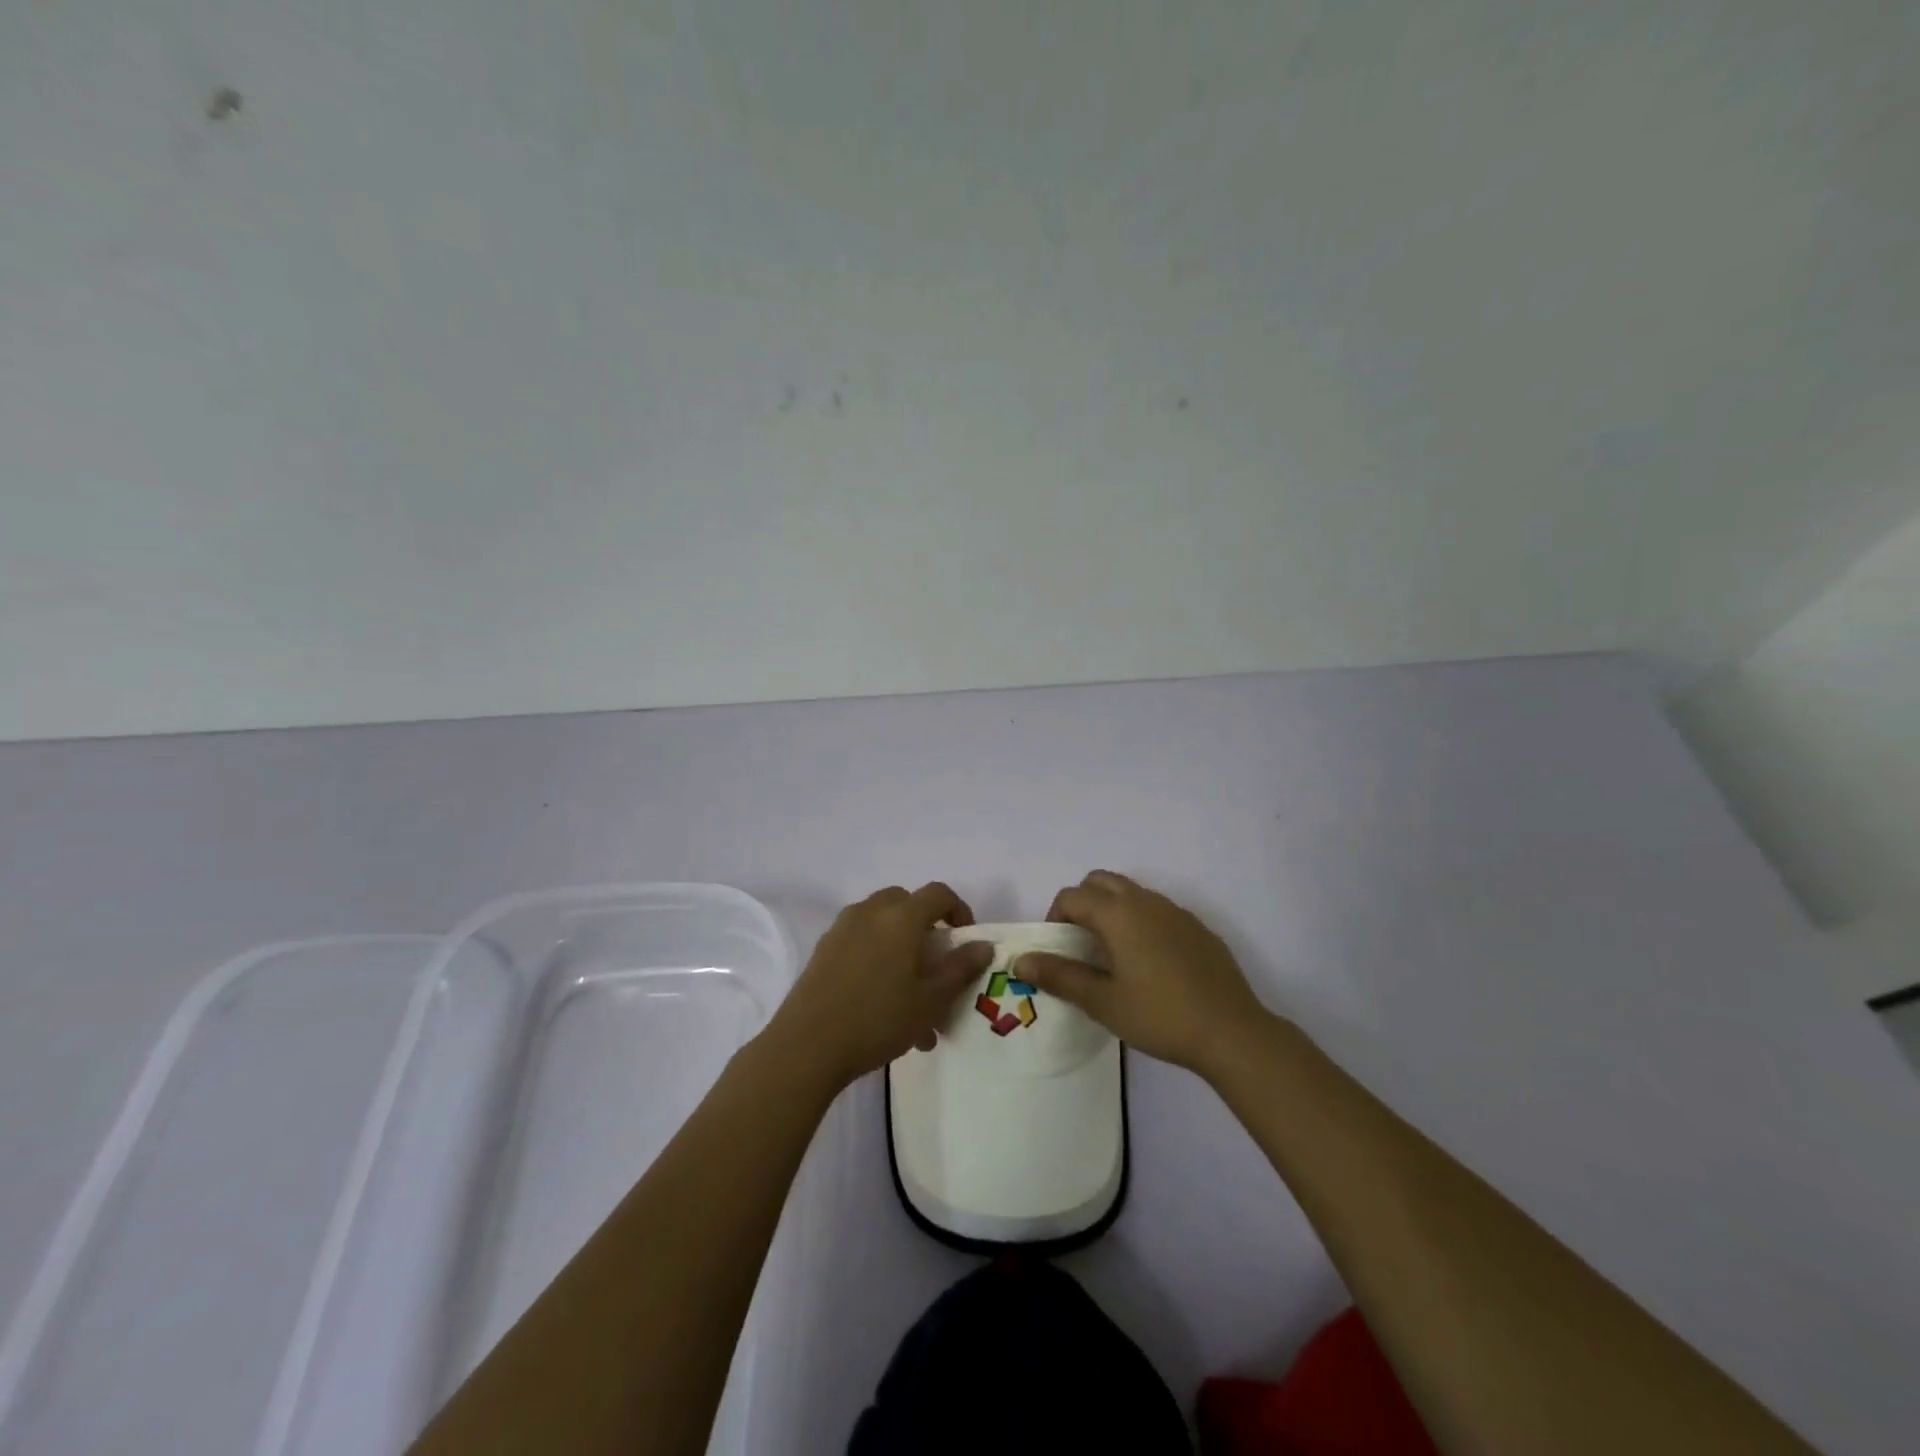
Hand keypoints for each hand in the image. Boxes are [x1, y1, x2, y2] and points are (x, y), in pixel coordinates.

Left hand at [764, 883, 993, 1090]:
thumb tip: (983, 945)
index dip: (959, 910)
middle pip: (905, 903)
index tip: (966, 939)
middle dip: (925, 925)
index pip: (938, 893)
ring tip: (910, 996)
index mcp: (901, 916)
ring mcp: (842, 928)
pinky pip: (860, 940)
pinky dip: (876, 956)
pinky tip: (880, 1002)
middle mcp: (870, 911)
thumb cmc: (878, 1019)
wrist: (807, 1045)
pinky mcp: (823, 949)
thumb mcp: (930, 1000)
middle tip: (935, 961)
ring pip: (881, 923)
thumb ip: (960, 969)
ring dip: (900, 944)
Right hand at [1017, 871, 1273, 1077]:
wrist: (1231, 1032)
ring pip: (1131, 892)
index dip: (1055, 917)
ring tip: (1113, 955)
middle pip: (1100, 881)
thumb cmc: (1159, 1015)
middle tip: (1081, 943)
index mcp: (1118, 913)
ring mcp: (1175, 911)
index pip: (1071, 896)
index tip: (1058, 951)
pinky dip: (1141, 922)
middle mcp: (1145, 901)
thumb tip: (1020, 961)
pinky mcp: (1197, 927)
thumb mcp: (1102, 1001)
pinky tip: (1151, 964)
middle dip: (1082, 903)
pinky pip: (1158, 910)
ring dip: (1112, 910)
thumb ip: (1060, 976)